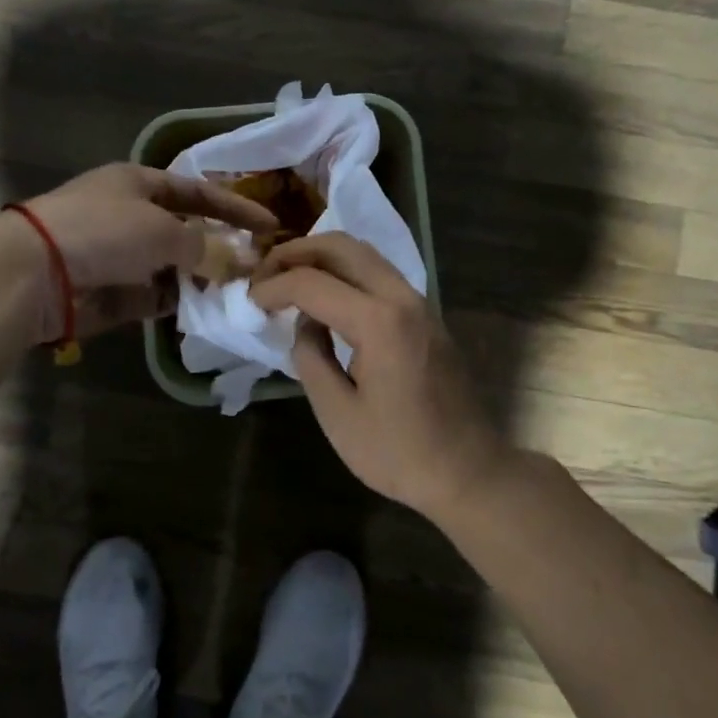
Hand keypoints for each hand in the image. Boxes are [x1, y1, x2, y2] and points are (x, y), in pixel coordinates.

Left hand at [20, 164, 277, 341]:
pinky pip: (154, 296)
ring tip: (238, 293)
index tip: (270, 225)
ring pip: (172, 267)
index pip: (197, 192)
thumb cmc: (103, 231)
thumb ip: (204, 247)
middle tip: (257, 266)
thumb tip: (235, 261)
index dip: (235, 207)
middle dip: (219, 248)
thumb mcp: (162, 230)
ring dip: (201, 279)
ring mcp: (119, 256)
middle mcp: (129, 216)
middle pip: (185, 231)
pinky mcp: (111, 293)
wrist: (35, 272)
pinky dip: (177, 303)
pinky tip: (205, 312)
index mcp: (138, 184)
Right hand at [251, 233, 506, 520]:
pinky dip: (345, 271)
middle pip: (341, 246)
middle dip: (296, 252)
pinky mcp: (426, 314)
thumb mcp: (337, 413)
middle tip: (265, 273)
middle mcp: (402, 297)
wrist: (468, 471)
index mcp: (379, 322)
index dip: (273, 287)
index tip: (248, 301)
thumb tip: (306, 322)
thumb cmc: (398, 451)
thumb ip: (311, 357)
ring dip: (322, 256)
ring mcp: (419, 302)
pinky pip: (379, 273)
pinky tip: (325, 296)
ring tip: (288, 277)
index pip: (312, 283)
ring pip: (364, 253)